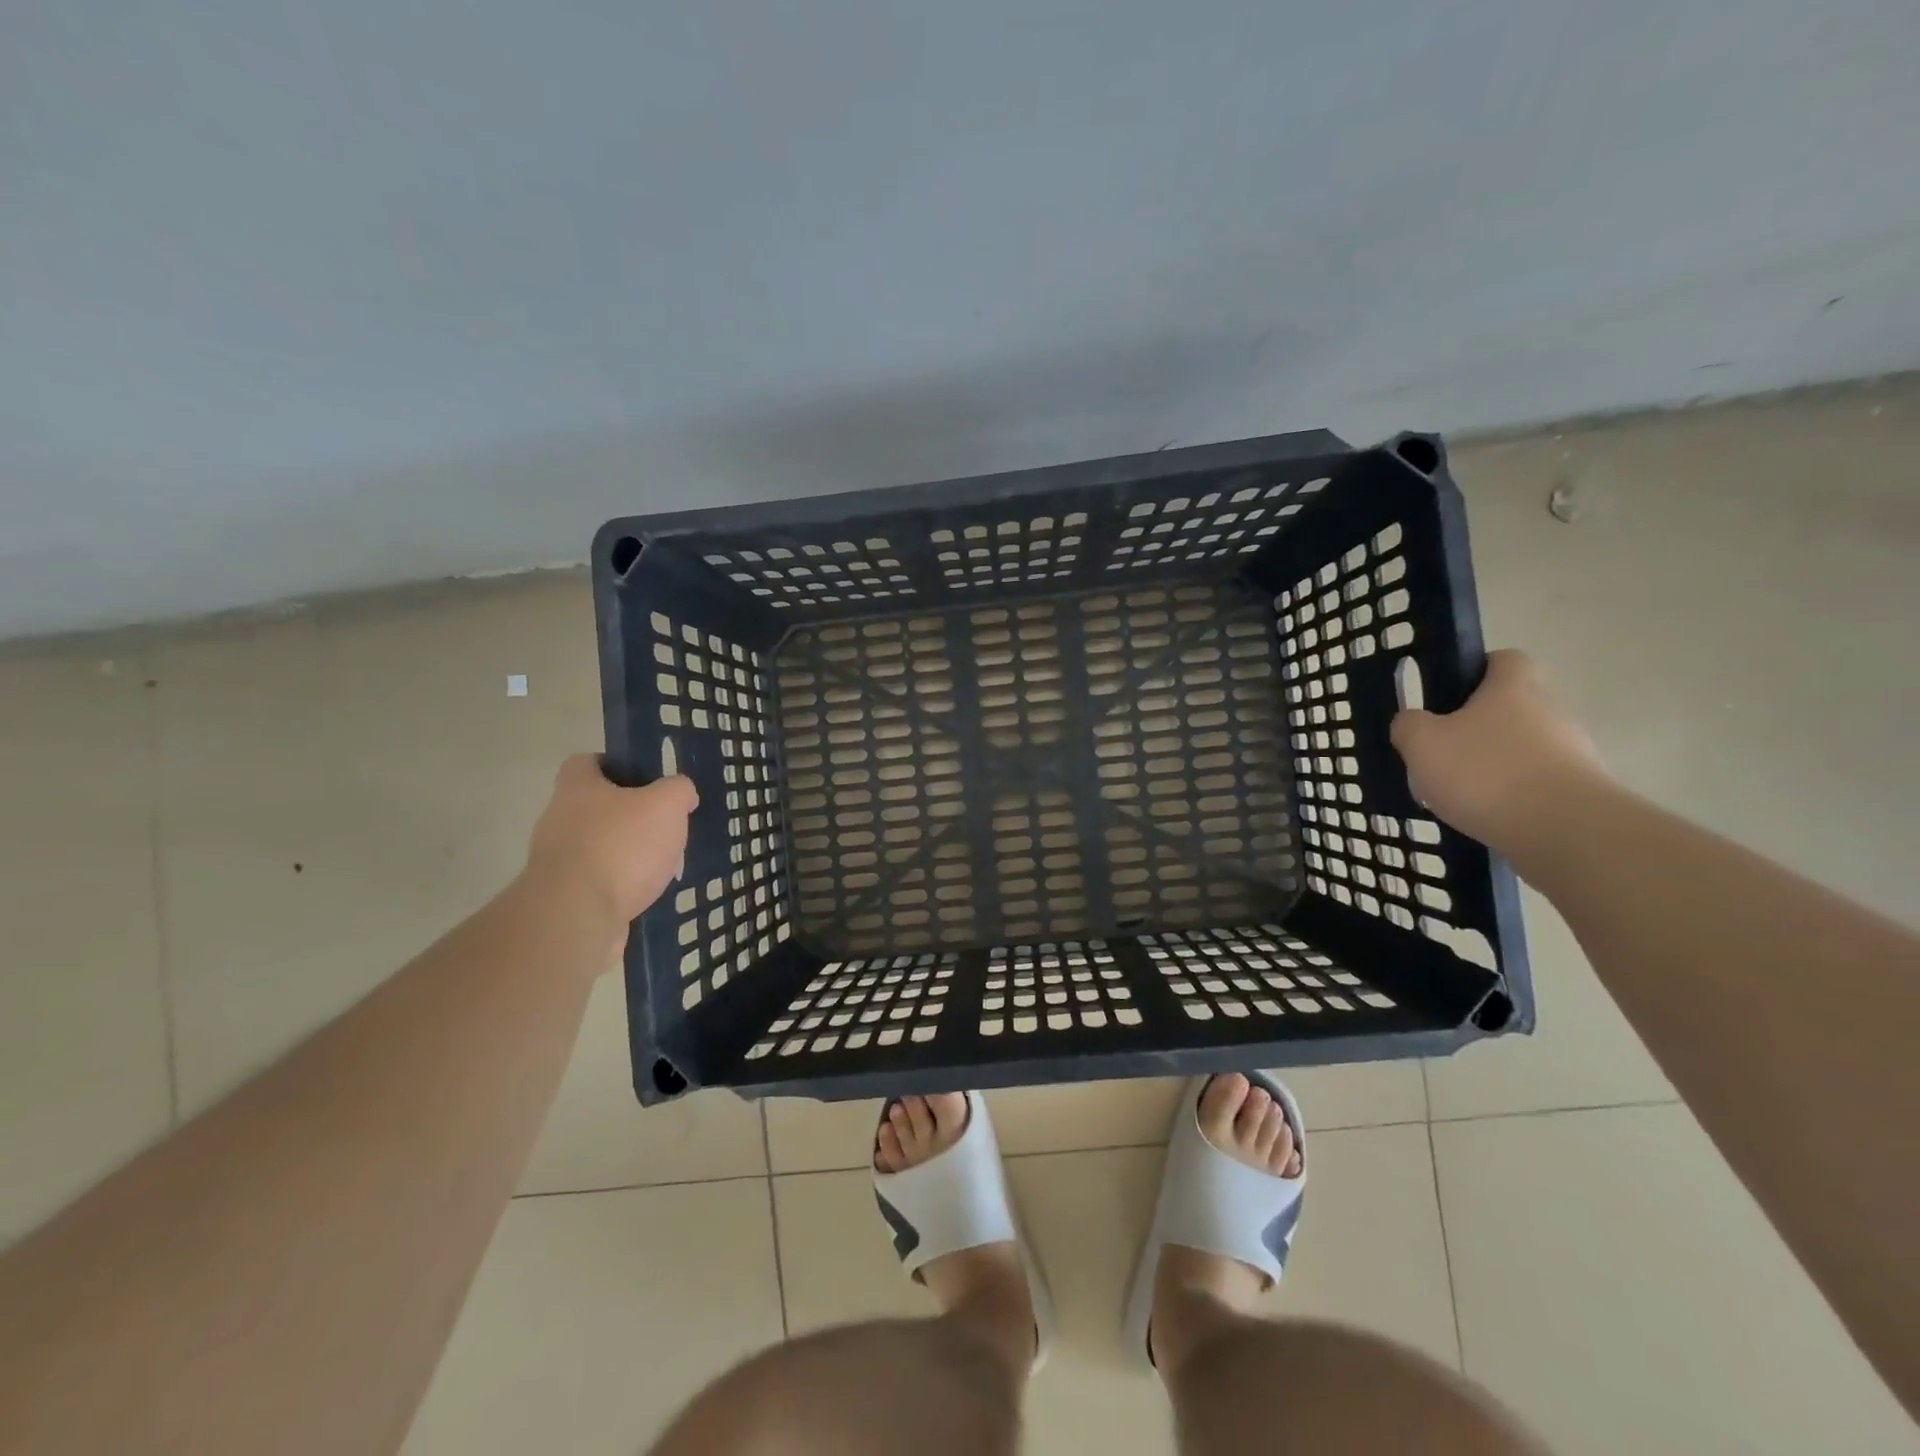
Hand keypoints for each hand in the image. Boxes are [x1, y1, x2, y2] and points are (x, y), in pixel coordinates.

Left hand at [525, 756, 698, 926]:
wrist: (578, 917)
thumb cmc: (621, 846)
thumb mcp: (666, 804)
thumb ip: (679, 790)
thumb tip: (682, 793)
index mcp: (576, 788)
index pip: (586, 762)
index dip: (615, 765)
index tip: (646, 779)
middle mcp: (559, 820)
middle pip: (595, 807)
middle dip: (629, 815)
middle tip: (664, 823)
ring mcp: (557, 862)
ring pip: (599, 847)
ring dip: (627, 853)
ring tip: (663, 863)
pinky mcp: (565, 898)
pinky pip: (599, 883)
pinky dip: (622, 886)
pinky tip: (648, 893)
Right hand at [1389, 650, 1606, 847]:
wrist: (1564, 831)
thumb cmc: (1486, 771)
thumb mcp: (1422, 742)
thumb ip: (1408, 725)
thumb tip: (1412, 722)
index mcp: (1514, 686)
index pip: (1502, 659)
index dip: (1474, 671)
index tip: (1446, 697)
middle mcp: (1550, 710)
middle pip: (1510, 707)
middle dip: (1476, 727)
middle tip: (1440, 751)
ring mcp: (1572, 751)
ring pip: (1520, 747)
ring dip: (1492, 764)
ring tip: (1456, 792)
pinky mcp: (1580, 790)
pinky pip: (1533, 783)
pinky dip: (1509, 795)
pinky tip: (1483, 815)